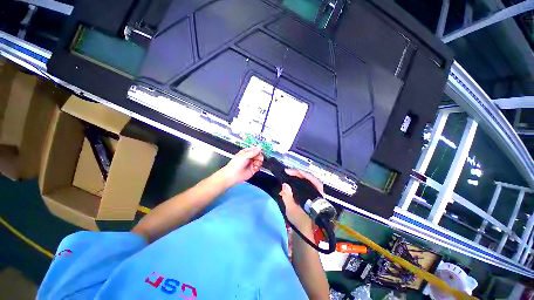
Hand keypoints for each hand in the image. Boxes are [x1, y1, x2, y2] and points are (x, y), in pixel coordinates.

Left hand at [219, 146, 263, 186]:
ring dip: (259, 162)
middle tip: (259, 158)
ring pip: (259, 161)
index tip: (261, 151)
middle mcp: (249, 157)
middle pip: (258, 155)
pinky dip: (257, 167)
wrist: (233, 175)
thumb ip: (253, 152)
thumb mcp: (244, 156)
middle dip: (259, 156)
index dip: (258, 150)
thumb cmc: (235, 165)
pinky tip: (254, 167)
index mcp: (246, 152)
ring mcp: (251, 163)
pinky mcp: (253, 169)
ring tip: (256, 163)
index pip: (254, 149)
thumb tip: (259, 148)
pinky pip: (258, 167)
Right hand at [279, 169, 324, 227]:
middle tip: (288, 171)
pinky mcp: (311, 195)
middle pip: (310, 177)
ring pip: (308, 180)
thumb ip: (288, 197)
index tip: (288, 171)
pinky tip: (293, 180)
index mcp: (315, 195)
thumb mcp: (291, 209)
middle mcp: (317, 192)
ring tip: (290, 174)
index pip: (310, 179)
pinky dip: (300, 180)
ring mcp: (315, 193)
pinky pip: (306, 184)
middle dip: (299, 173)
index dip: (299, 173)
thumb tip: (285, 185)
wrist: (305, 230)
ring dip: (299, 176)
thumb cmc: (299, 221)